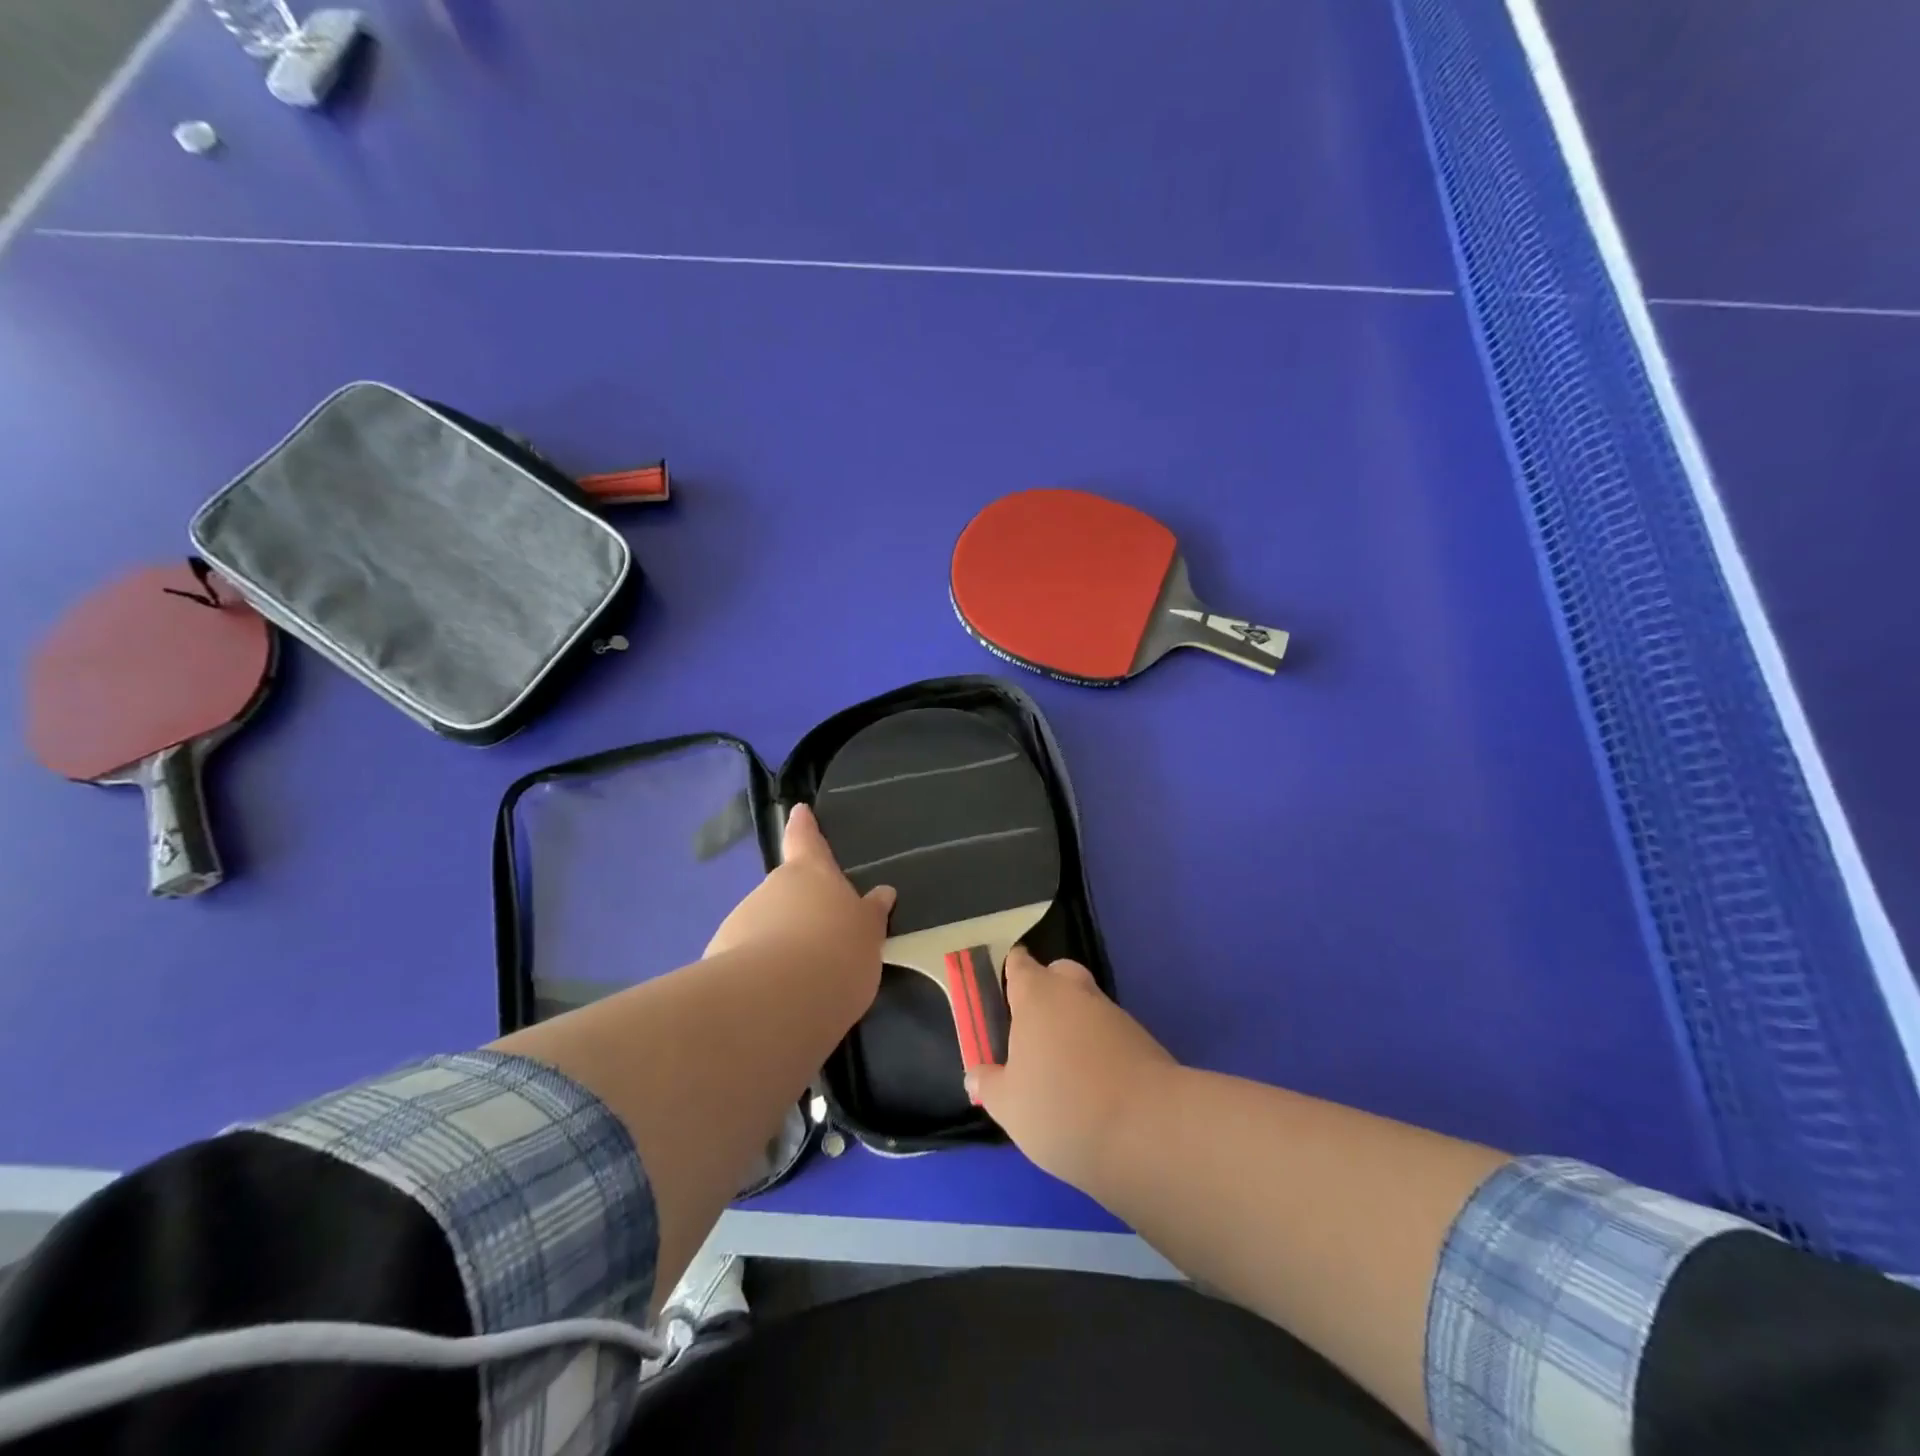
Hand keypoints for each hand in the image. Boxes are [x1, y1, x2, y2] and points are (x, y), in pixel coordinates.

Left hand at [705, 804, 894, 1010]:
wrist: (778, 998)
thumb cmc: (837, 951)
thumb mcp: (868, 933)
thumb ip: (870, 914)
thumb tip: (883, 894)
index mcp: (810, 873)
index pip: (806, 839)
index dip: (804, 825)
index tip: (799, 810)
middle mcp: (771, 888)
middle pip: (785, 891)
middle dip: (797, 909)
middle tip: (819, 937)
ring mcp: (741, 921)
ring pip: (764, 926)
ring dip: (778, 944)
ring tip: (801, 980)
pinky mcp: (719, 958)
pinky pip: (747, 960)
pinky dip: (760, 972)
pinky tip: (777, 999)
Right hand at [966, 947, 1176, 1188]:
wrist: (1148, 1130)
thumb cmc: (1061, 1107)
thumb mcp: (1009, 1106)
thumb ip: (989, 1085)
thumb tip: (976, 1074)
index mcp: (1037, 995)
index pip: (1020, 965)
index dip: (1011, 971)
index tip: (1003, 987)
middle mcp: (1076, 993)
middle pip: (1059, 975)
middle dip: (1047, 991)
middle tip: (1032, 1030)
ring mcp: (1114, 1015)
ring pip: (1087, 1006)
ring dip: (1075, 1025)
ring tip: (1062, 1071)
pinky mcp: (1143, 1041)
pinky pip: (1111, 1035)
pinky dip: (1100, 1050)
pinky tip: (1093, 1087)